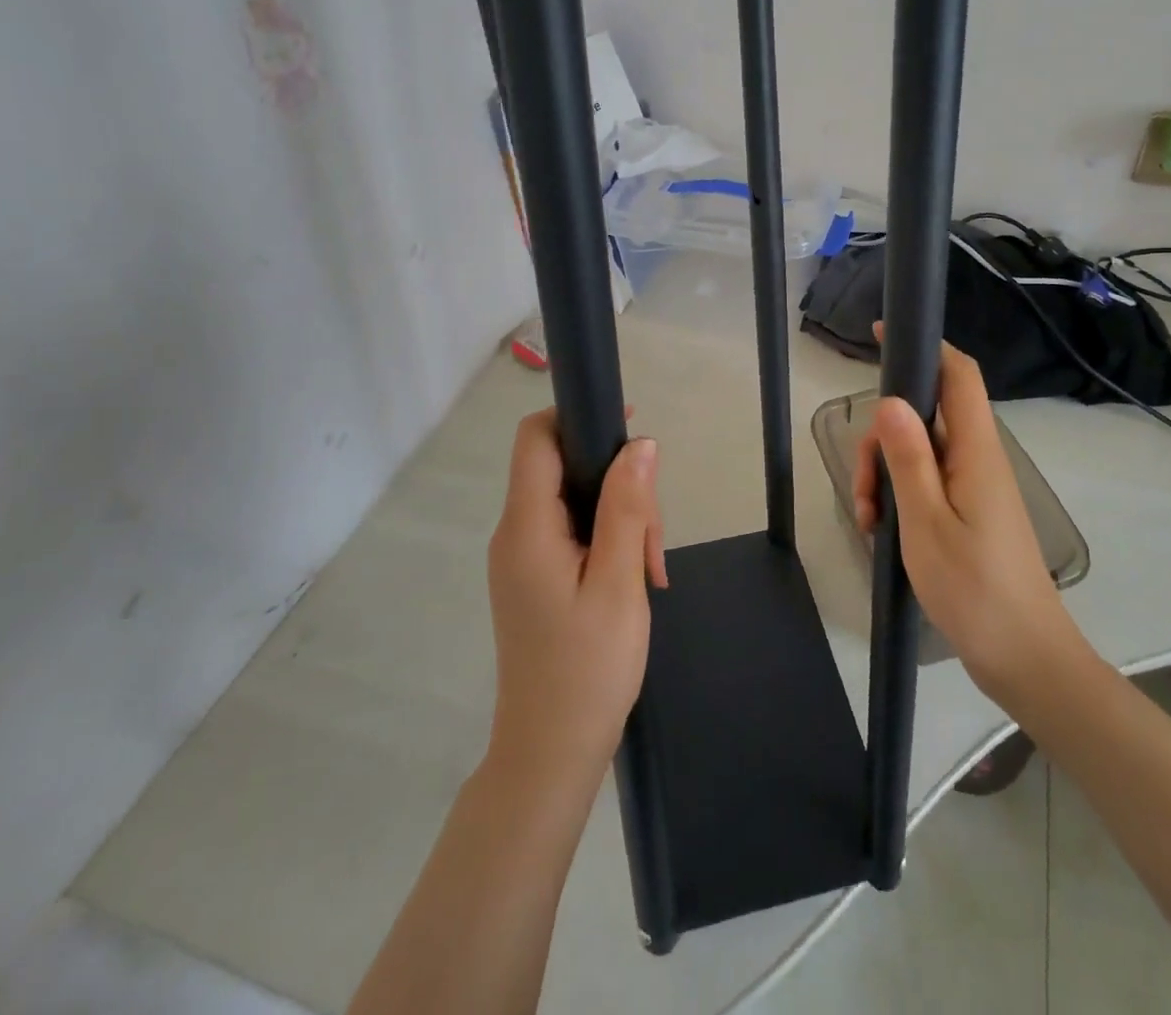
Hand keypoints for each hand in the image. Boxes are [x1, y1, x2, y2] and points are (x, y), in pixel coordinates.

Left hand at [486, 410, 667, 797]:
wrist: (551, 754)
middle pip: (563, 468)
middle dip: (617, 483)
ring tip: (650, 569)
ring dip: (620, 517)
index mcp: (526, 528)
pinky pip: (573, 531)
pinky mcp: (536, 577)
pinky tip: (636, 576)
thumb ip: (627, 508)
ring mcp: (523, 557)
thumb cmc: (588, 669)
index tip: (628, 428)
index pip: (536, 438)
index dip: (578, 417)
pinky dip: (609, 540)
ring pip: (575, 500)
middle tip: (655, 538)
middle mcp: (515, 534)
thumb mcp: (619, 583)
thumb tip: (640, 444)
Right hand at [854, 337, 1079, 699]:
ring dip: (886, 475)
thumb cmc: (975, 589)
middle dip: (883, 439)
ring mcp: (973, 487)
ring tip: (871, 521)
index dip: (926, 348)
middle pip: (925, 416)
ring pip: (919, 452)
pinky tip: (883, 533)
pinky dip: (900, 497)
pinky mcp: (968, 512)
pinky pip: (927, 483)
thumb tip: (892, 399)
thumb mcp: (927, 523)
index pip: (958, 375)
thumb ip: (909, 458)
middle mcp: (978, 459)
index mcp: (976, 451)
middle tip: (865, 488)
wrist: (1025, 658)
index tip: (883, 337)